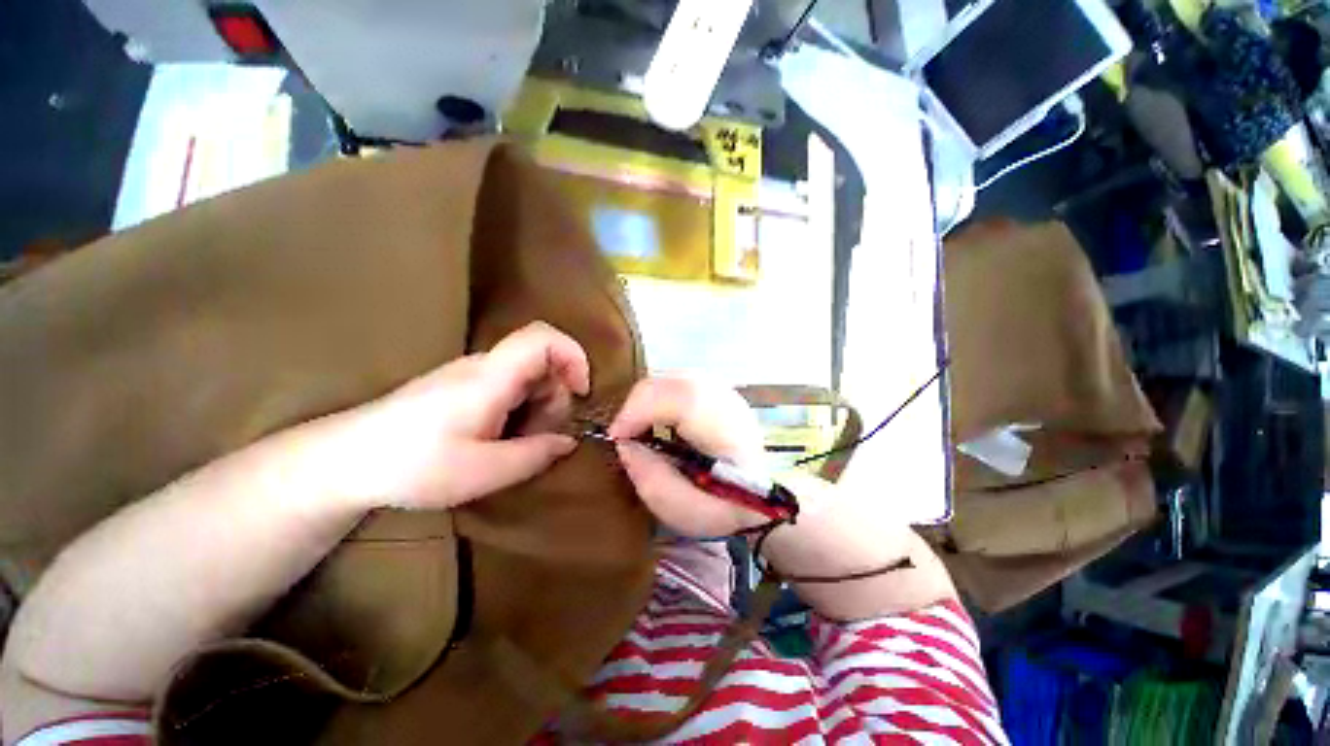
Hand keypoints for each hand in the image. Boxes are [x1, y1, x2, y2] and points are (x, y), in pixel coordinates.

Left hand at [330, 322, 589, 509]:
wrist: (344, 461)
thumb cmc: (413, 465)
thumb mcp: (483, 471)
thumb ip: (535, 454)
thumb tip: (569, 441)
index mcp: (492, 376)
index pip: (544, 338)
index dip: (574, 356)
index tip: (582, 391)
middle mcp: (485, 366)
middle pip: (542, 363)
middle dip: (556, 398)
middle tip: (544, 438)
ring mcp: (472, 375)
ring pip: (527, 377)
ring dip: (538, 408)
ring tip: (519, 445)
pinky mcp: (462, 387)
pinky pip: (509, 388)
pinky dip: (520, 411)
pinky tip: (502, 440)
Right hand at [608, 378, 769, 536]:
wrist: (762, 499)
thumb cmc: (725, 510)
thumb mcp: (686, 512)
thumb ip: (651, 480)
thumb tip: (625, 445)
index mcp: (730, 432)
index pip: (683, 398)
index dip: (641, 410)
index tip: (617, 437)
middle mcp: (731, 403)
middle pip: (676, 381)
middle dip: (639, 403)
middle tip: (624, 433)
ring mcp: (727, 393)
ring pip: (675, 377)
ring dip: (648, 399)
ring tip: (638, 426)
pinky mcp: (719, 391)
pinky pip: (680, 382)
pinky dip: (660, 396)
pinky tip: (658, 418)